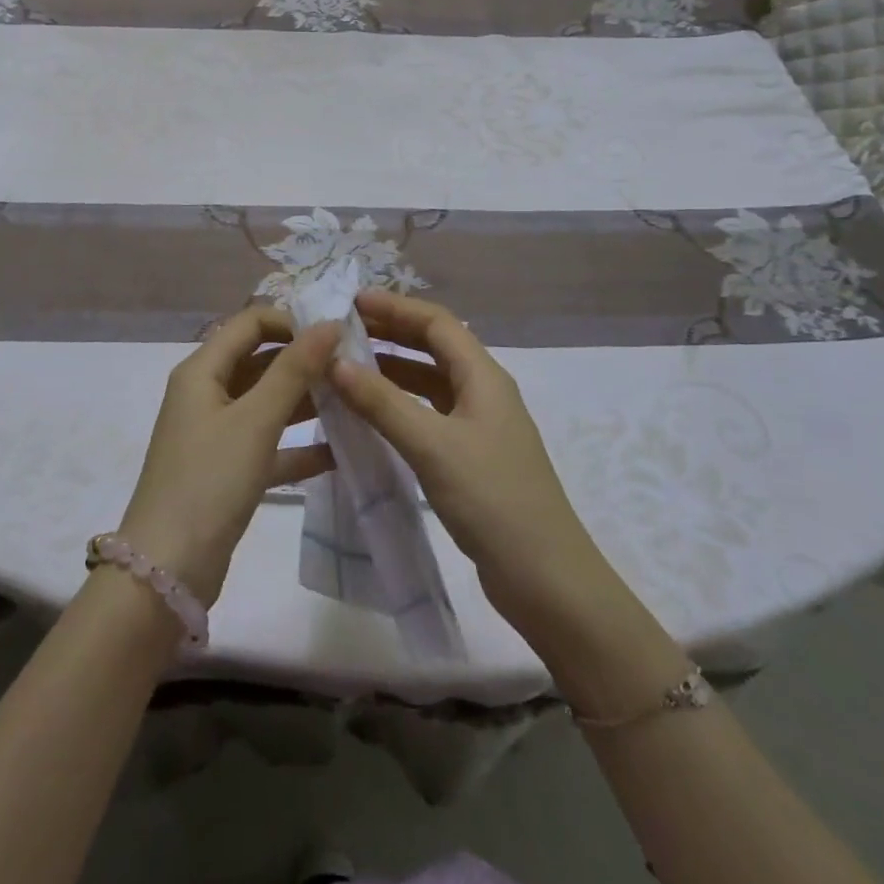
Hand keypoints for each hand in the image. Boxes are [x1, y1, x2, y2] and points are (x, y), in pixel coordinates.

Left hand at [118, 308, 340, 605]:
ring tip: (354, 401)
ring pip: (266, 402)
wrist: (167, 571)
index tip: (335, 334)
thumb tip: (328, 323)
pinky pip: (268, 444)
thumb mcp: (255, 420)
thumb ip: (293, 370)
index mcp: (202, 370)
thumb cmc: (209, 481)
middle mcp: (206, 393)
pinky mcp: (227, 470)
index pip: (250, 323)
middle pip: (259, 360)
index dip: (291, 321)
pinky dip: (298, 444)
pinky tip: (339, 451)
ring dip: (305, 400)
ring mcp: (216, 433)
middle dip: (303, 360)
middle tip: (353, 366)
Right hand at [331, 291, 611, 642]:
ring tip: (347, 369)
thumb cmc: (493, 500)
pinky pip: (429, 415)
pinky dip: (399, 407)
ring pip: (430, 383)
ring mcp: (479, 427)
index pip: (437, 323)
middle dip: (390, 334)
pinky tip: (370, 418)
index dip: (395, 307)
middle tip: (342, 332)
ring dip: (392, 371)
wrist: (547, 581)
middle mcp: (484, 393)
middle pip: (434, 347)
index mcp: (484, 377)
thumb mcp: (432, 446)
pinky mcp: (472, 458)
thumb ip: (383, 403)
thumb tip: (336, 362)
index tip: (350, 303)